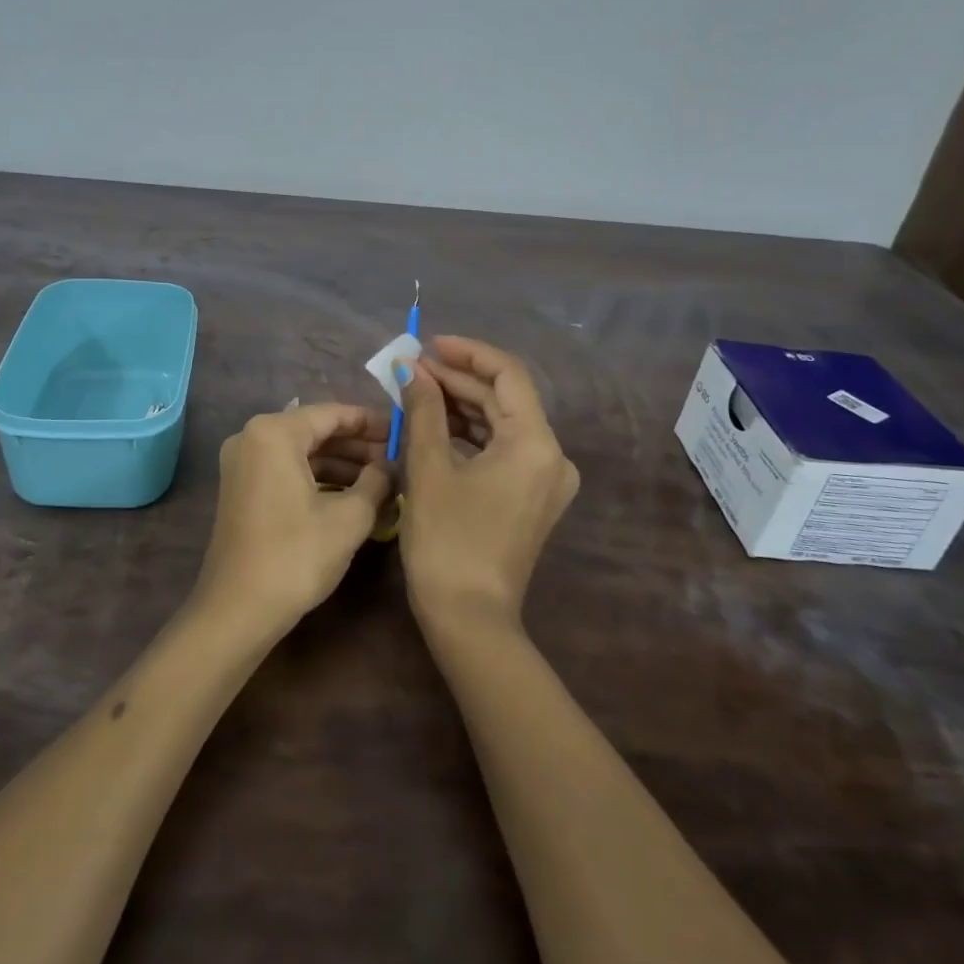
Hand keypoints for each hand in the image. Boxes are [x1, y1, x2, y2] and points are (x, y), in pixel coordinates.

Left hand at [198, 403, 393, 631]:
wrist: (238, 610)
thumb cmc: (296, 556)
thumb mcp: (349, 518)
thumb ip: (376, 481)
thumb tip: (391, 465)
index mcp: (274, 433)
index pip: (332, 413)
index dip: (371, 422)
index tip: (402, 431)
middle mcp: (251, 437)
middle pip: (315, 430)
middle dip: (357, 445)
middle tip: (396, 458)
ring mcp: (242, 464)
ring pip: (301, 452)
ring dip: (340, 464)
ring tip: (381, 479)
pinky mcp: (241, 489)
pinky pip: (286, 470)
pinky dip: (317, 478)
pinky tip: (350, 495)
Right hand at [397, 336, 579, 629]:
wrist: (469, 619)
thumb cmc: (447, 540)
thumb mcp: (429, 468)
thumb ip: (423, 410)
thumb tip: (411, 369)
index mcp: (535, 444)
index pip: (508, 375)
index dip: (468, 353)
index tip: (429, 344)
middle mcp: (552, 456)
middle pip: (505, 399)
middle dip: (459, 380)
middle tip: (413, 369)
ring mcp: (545, 480)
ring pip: (503, 424)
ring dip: (462, 405)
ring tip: (417, 391)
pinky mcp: (532, 497)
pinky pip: (503, 449)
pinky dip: (471, 434)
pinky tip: (436, 425)